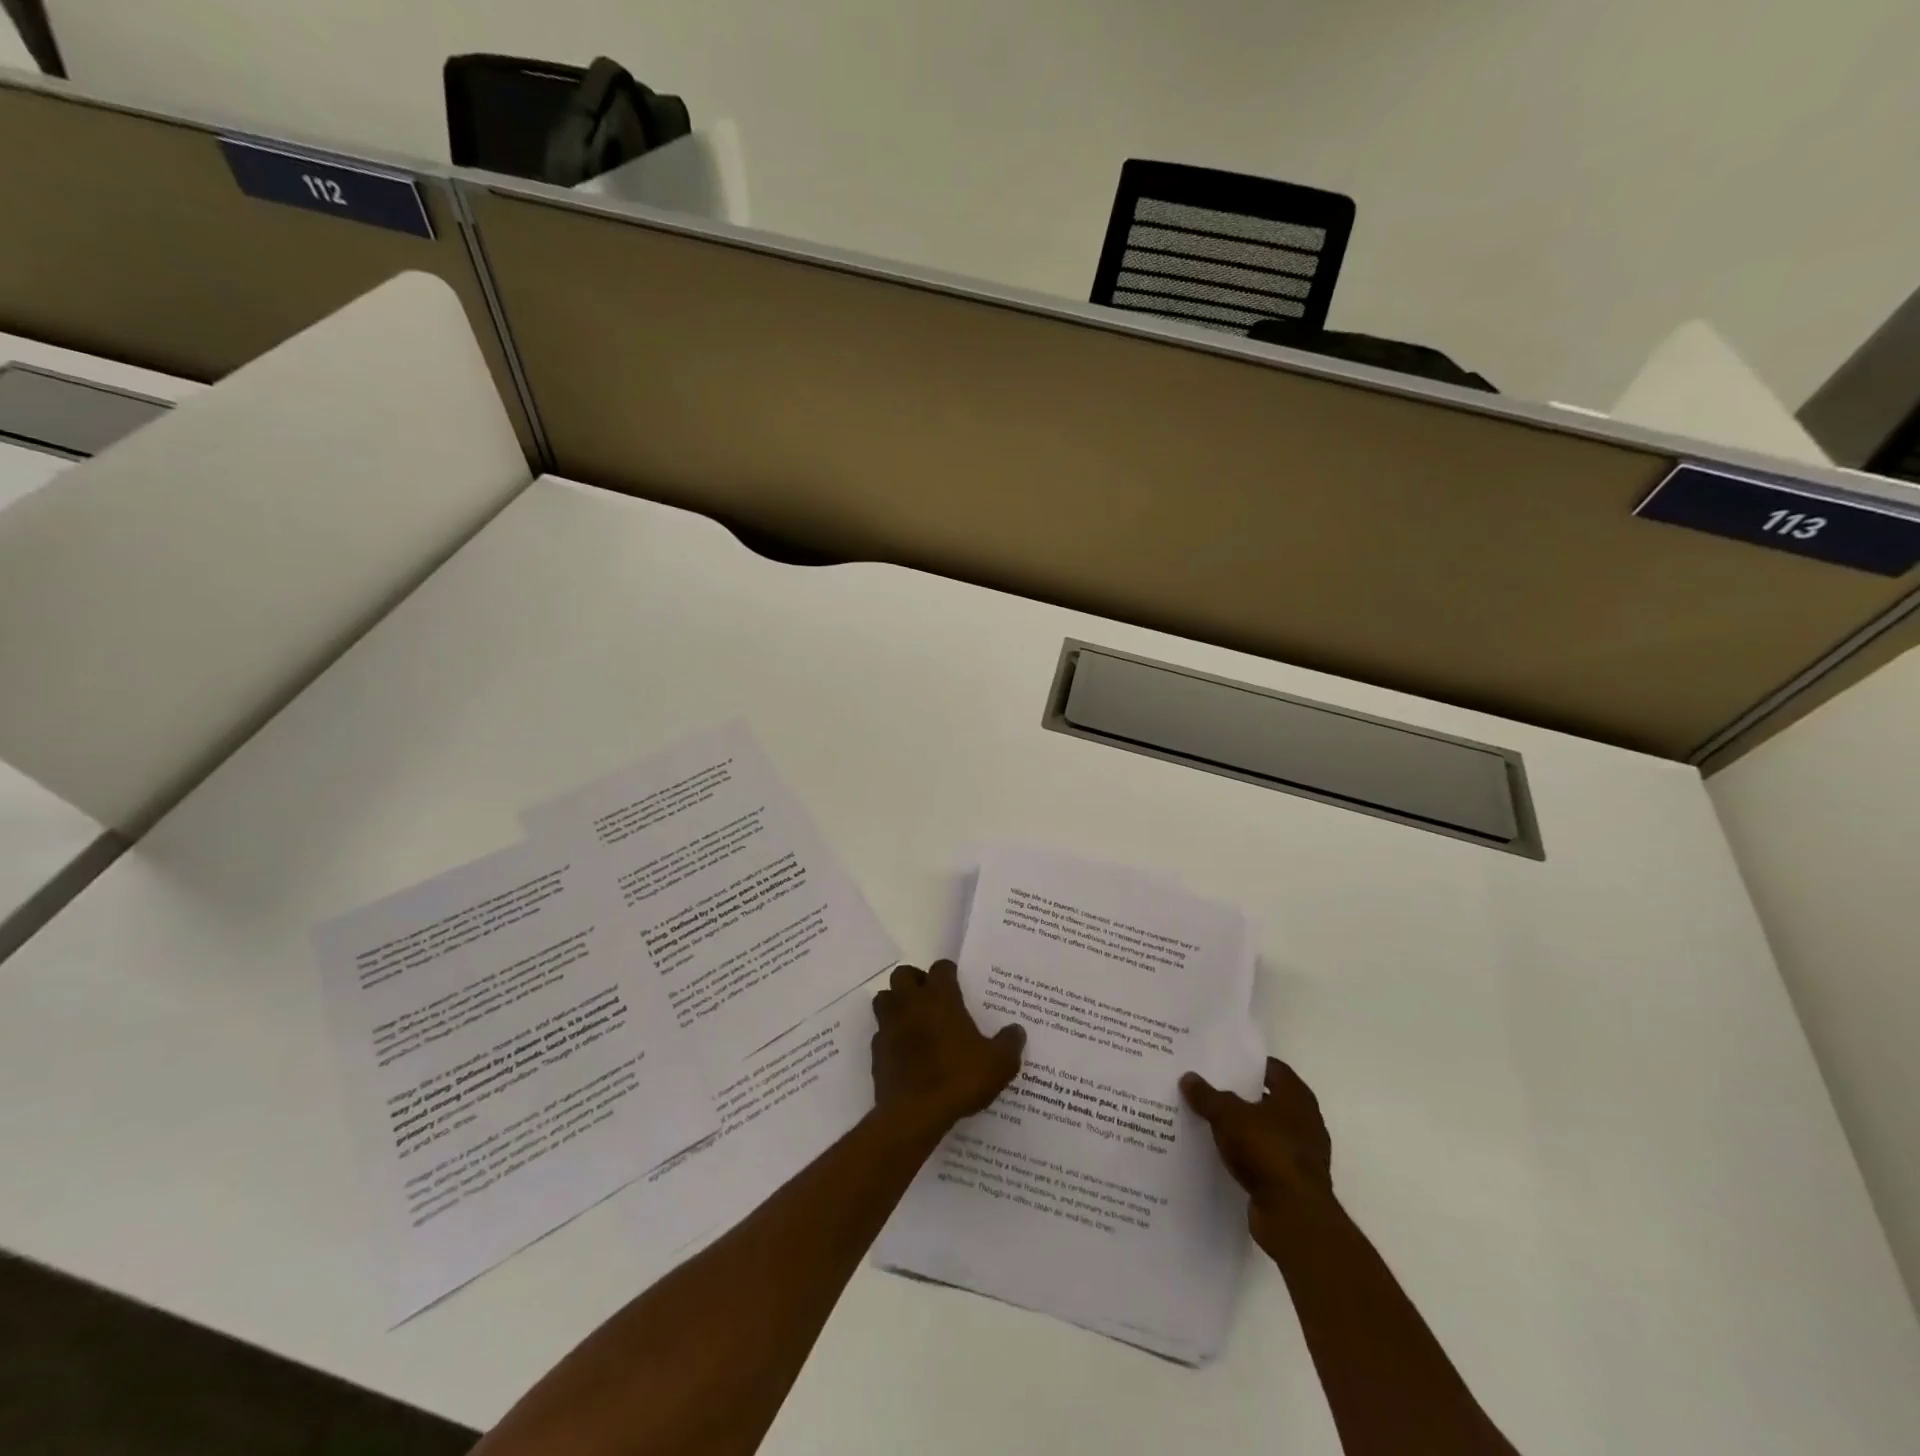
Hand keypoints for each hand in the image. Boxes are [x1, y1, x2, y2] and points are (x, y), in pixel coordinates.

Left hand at [871, 960, 1024, 1140]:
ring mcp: (889, 1025)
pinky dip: (890, 1035)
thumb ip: (1009, 1043)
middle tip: (931, 998)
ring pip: (884, 998)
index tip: (957, 984)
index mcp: (940, 997)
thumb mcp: (998, 1064)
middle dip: (915, 981)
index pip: (941, 968)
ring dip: (896, 1003)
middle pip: (903, 975)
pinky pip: (880, 1032)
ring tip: (914, 1019)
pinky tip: (905, 1051)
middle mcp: (911, 1003)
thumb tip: (1017, 1030)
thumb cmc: (959, 1079)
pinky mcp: (876, 1050)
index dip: (949, 973)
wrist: (915, 1114)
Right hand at [1181, 1058, 1333, 1245]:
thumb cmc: (1266, 1150)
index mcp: (1296, 1097)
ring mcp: (1301, 1154)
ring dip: (1242, 1128)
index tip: (1220, 1061)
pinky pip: (1263, 1158)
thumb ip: (1207, 1096)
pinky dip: (1246, 1155)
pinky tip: (1220, 1153)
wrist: (1294, 1215)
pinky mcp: (1292, 1181)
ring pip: (1265, 1131)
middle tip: (1208, 1087)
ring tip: (1208, 1120)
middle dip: (1240, 1095)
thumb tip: (1188, 1077)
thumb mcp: (1227, 1115)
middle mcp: (1305, 1121)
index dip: (1247, 1063)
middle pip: (1267, 1099)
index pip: (1271, 1068)